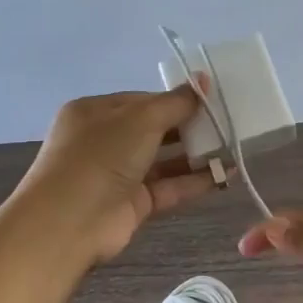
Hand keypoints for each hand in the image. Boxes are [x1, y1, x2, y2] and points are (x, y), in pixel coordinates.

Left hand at [18, 84, 216, 261]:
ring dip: (197, 156)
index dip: (176, 100)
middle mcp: (104, 141)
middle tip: (226, 125)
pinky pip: (169, 187)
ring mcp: (118, 174)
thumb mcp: (141, 118)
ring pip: (164, 160)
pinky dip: (195, 181)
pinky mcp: (133, 204)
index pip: (143, 100)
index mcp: (96, 112)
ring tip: (233, 150)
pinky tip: (225, 175)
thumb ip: (176, 102)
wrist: (69, 222)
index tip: (210, 101)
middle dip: (190, 127)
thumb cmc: (101, 155)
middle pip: (155, 130)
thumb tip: (203, 80)